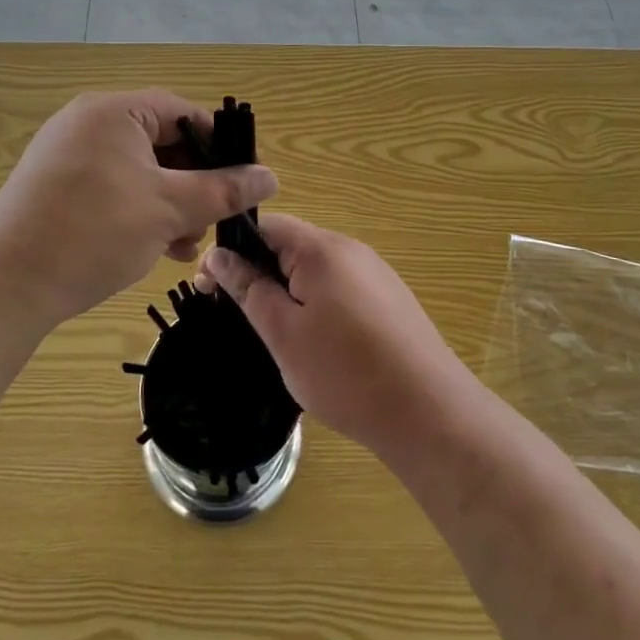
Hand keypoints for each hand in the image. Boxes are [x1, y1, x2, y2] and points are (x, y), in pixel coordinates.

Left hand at [0, 90, 276, 333]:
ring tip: (184, 244)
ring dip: (169, 203)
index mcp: (114, 111)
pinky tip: (155, 246)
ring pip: (139, 169)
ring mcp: (67, 154)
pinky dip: (139, 209)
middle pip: (161, 142)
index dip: (220, 146)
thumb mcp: (169, 209)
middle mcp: (88, 122)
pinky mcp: (55, 185)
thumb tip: (270, 177)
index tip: (243, 180)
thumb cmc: (95, 232)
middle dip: (193, 184)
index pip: (183, 113)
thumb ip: (223, 189)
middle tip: (210, 220)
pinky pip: (112, 185)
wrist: (7, 285)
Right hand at [195, 214, 474, 456]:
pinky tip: (317, 343)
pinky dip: (316, 304)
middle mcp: (350, 249)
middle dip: (259, 273)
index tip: (209, 286)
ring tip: (276, 334)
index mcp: (321, 249)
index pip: (266, 226)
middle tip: (238, 316)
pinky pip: (339, 287)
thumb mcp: (283, 333)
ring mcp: (374, 273)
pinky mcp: (389, 298)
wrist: (429, 412)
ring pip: (314, 269)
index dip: (233, 250)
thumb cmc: (345, 373)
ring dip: (288, 291)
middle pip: (291, 245)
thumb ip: (249, 288)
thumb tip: (218, 256)